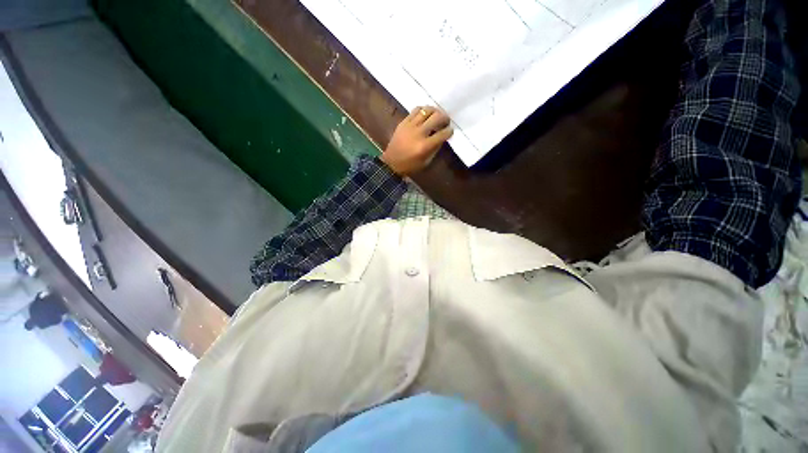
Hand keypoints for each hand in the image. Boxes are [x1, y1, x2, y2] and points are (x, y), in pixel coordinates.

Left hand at [381, 106, 452, 176]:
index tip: (450, 131)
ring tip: (436, 115)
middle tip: (446, 121)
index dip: (449, 131)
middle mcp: (419, 133)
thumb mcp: (426, 162)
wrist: (391, 163)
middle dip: (445, 118)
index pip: (442, 134)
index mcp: (425, 146)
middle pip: (436, 117)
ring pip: (427, 110)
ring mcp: (410, 126)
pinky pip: (415, 110)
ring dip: (435, 111)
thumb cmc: (410, 166)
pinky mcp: (403, 122)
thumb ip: (435, 149)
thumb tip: (442, 137)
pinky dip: (423, 110)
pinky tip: (425, 114)